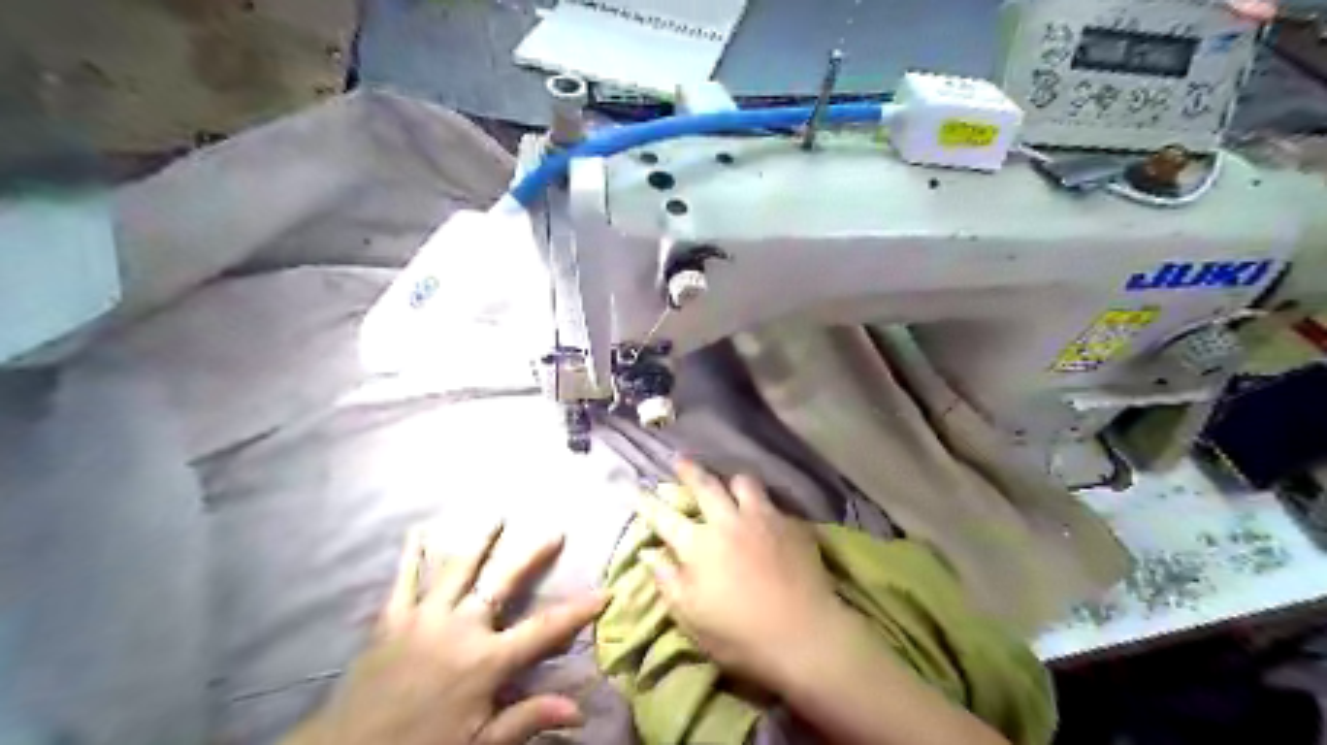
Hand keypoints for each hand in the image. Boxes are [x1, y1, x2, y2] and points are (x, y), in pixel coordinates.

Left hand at [292, 524, 611, 743]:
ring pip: (458, 568)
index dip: (577, 611)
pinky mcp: (392, 618)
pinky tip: (418, 529)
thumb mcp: (478, 743)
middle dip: (532, 555)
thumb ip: (525, 719)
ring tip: (497, 514)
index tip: (604, 592)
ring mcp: (425, 617)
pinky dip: (411, 554)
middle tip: (554, 531)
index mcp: (486, 660)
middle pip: (504, 582)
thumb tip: (578, 710)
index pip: (543, 630)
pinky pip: (404, 579)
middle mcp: (461, 628)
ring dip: (480, 539)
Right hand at [639, 460, 856, 691]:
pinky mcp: (791, 523)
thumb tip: (650, 554)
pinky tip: (766, 511)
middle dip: (689, 470)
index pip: (664, 517)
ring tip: (730, 485)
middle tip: (680, 460)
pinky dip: (763, 503)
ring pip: (744, 482)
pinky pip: (773, 501)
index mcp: (698, 546)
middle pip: (705, 485)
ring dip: (732, 481)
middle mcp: (727, 522)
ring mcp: (762, 518)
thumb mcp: (692, 618)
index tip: (636, 488)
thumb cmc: (740, 634)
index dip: (647, 502)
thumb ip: (668, 581)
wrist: (804, 633)